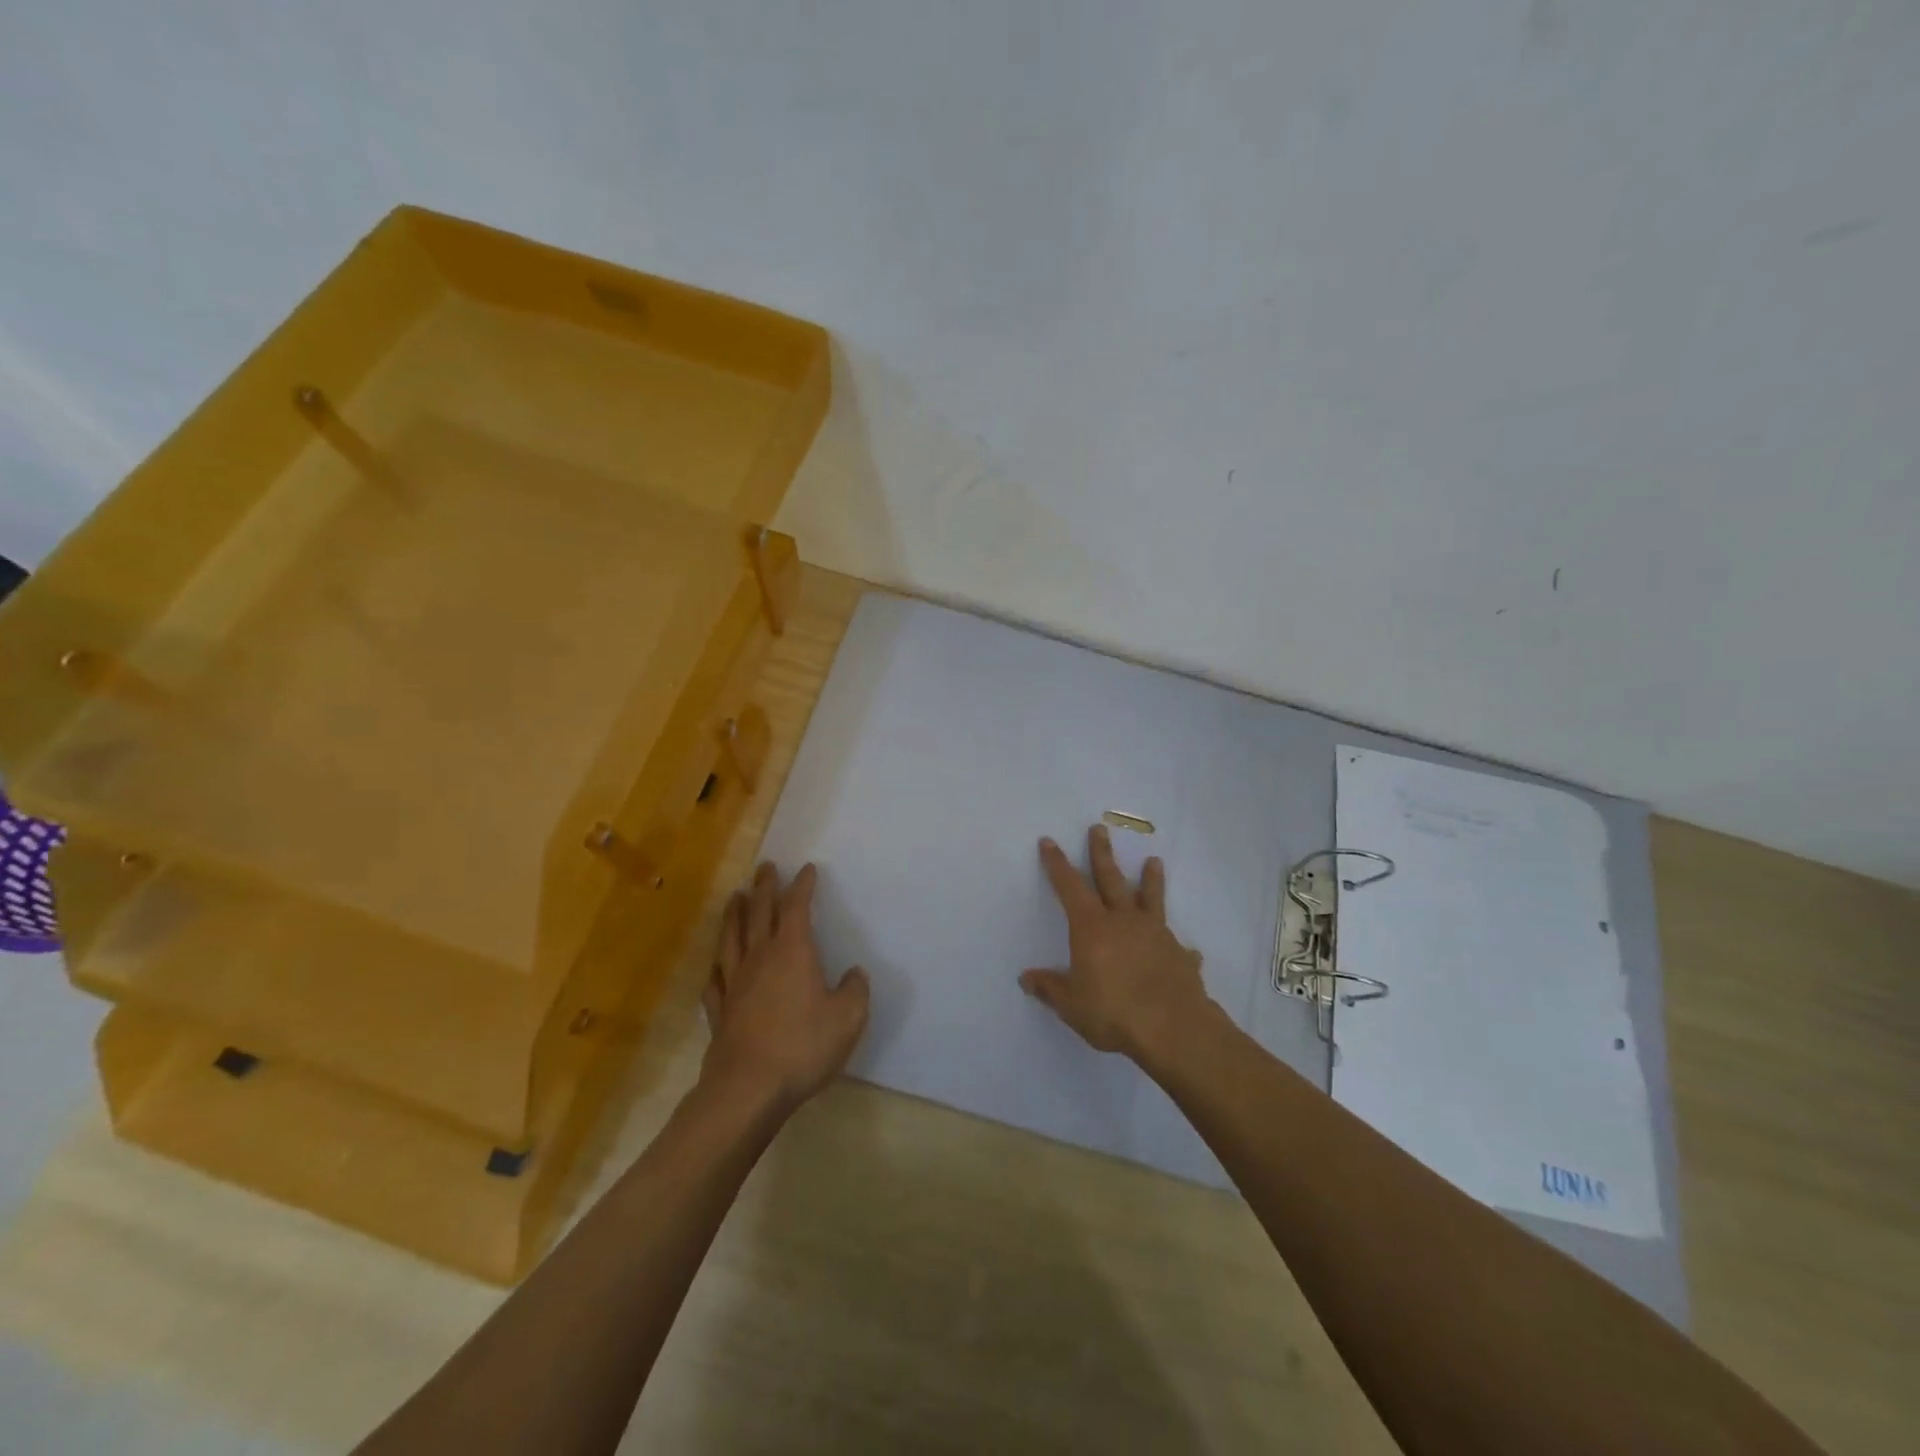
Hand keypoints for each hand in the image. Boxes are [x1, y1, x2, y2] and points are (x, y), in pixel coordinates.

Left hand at [701, 862, 869, 1113]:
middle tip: (765, 867)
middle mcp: (760, 958)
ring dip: (734, 915)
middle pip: (759, 914)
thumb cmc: (803, 1047)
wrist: (748, 1089)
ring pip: (731, 939)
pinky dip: (716, 966)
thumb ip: (855, 990)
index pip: (796, 908)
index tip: (807, 869)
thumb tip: (854, 973)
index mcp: (792, 952)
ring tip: (734, 897)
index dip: (802, 886)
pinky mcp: (719, 1012)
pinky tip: (716, 965)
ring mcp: (734, 984)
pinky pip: (715, 980)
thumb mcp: (848, 1018)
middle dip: (764, 888)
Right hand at [1019, 825, 1214, 1063]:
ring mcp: (1156, 935)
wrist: (1173, 1029)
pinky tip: (1187, 949)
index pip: (1070, 887)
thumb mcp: (1071, 1004)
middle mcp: (1124, 921)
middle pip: (1110, 879)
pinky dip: (1178, 945)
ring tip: (1154, 861)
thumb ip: (1050, 988)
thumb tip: (1026, 978)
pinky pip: (1178, 945)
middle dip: (1101, 854)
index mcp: (1092, 928)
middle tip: (1098, 828)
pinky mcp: (1180, 956)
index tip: (1049, 841)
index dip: (1057, 864)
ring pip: (1150, 900)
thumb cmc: (1113, 1012)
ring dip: (1150, 880)